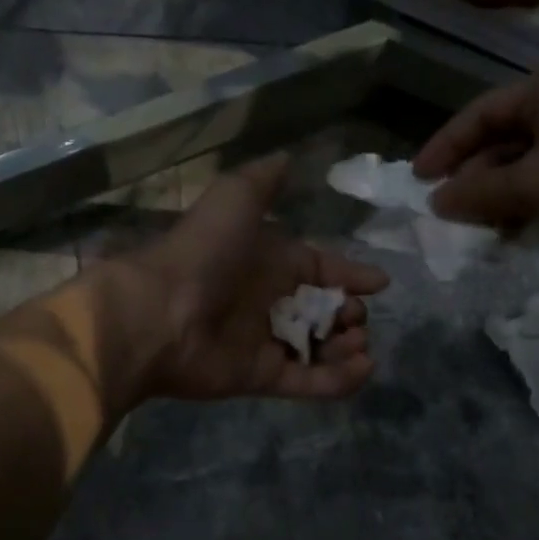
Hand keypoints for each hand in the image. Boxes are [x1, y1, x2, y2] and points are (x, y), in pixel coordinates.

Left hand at [118, 154, 389, 399]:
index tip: (380, 283)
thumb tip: (287, 158)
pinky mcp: (261, 377)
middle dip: (349, 313)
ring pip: (319, 348)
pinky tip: (363, 368)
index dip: (349, 274)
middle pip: (322, 311)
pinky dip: (339, 379)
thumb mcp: (235, 199)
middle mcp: (268, 301)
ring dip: (346, 347)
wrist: (159, 312)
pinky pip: (308, 381)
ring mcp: (265, 342)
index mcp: (268, 261)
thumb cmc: (204, 253)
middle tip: (358, 317)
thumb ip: (263, 181)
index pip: (318, 267)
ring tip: (360, 342)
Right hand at [412, 60, 538, 255]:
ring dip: (503, 192)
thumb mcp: (535, 186)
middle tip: (451, 210)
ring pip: (531, 158)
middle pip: (505, 136)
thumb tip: (437, 201)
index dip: (444, 148)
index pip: (479, 114)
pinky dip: (534, 198)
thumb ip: (480, 192)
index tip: (418, 180)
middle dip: (475, 176)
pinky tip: (521, 227)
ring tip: (484, 227)